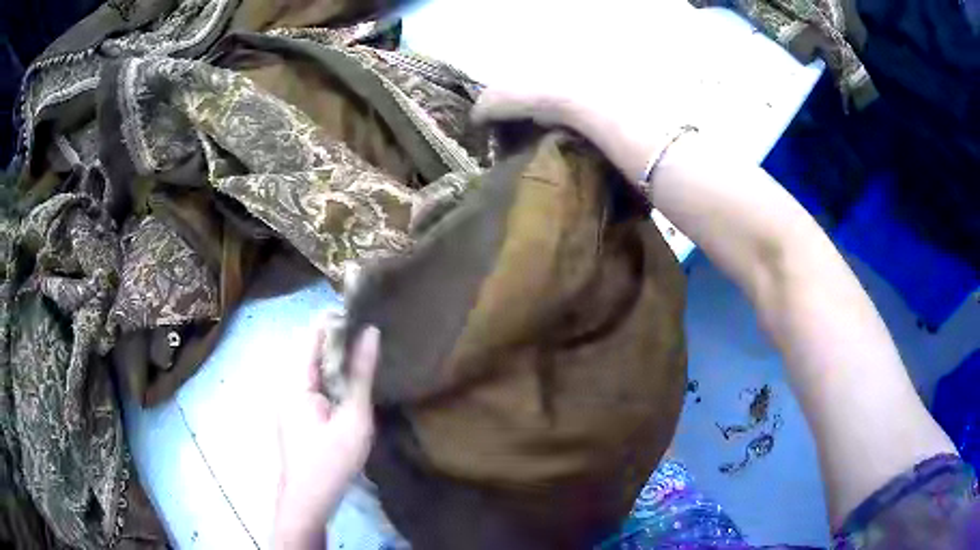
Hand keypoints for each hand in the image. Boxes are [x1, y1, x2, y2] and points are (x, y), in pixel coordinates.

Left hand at [273, 320, 379, 549]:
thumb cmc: (331, 461)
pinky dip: (330, 377)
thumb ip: (361, 375)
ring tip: (364, 352)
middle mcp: (286, 385)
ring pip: (311, 368)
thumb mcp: (353, 419)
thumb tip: (371, 333)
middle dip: (337, 339)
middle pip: (309, 349)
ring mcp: (288, 400)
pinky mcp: (295, 414)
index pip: (311, 335)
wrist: (308, 501)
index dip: (334, 319)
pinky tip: (349, 383)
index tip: (363, 311)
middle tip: (370, 333)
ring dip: (335, 359)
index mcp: (295, 382)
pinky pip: (312, 384)